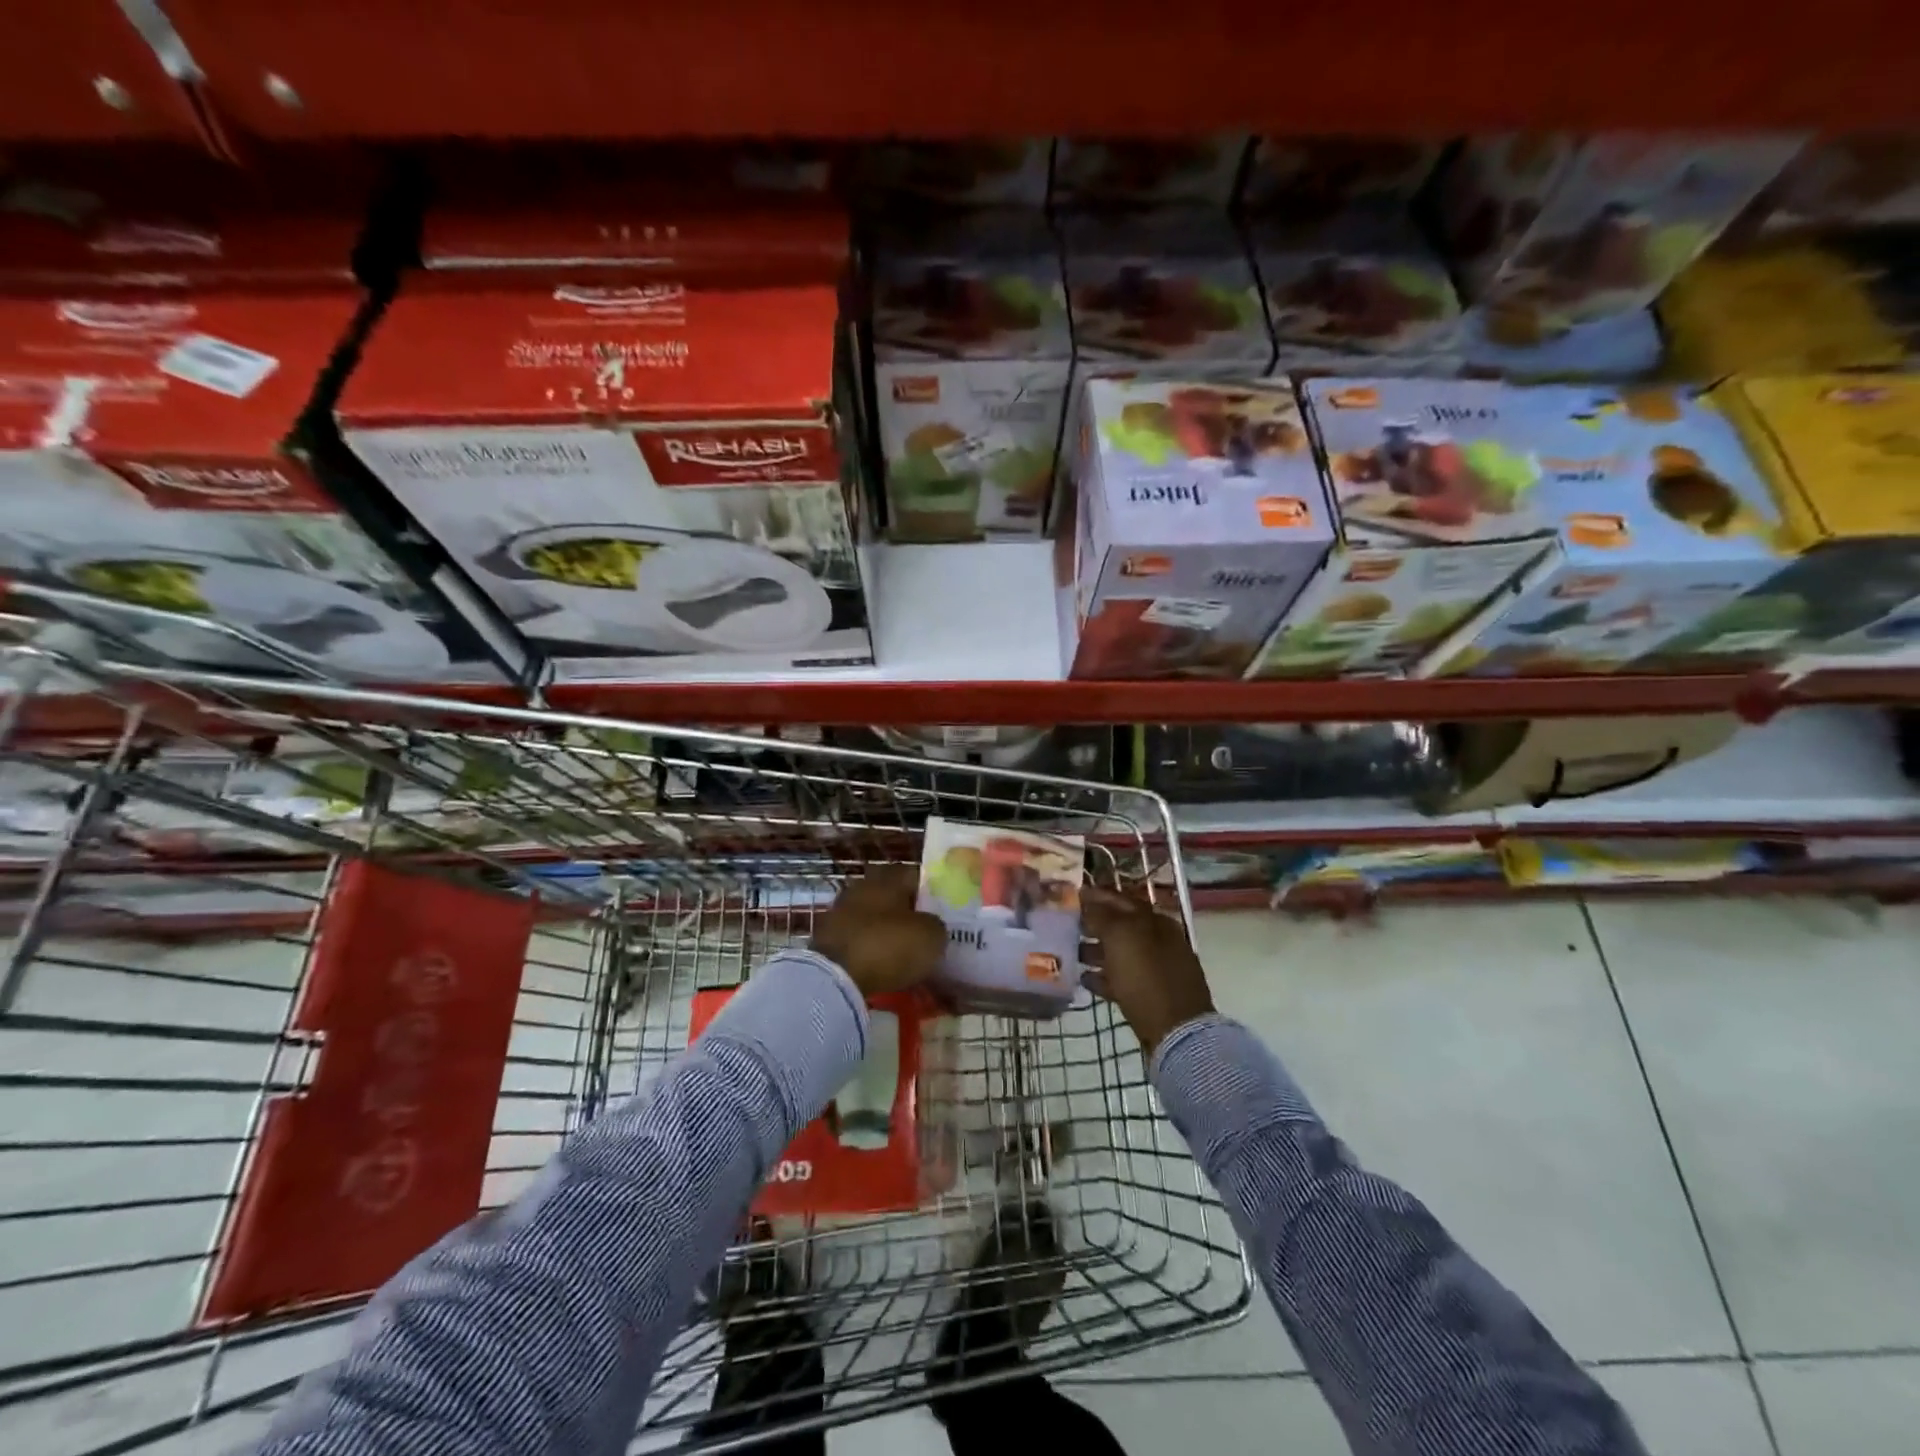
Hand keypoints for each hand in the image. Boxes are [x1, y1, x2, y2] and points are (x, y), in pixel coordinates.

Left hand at [810, 865, 946, 997]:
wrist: (835, 978)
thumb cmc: (889, 946)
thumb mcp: (931, 936)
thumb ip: (936, 924)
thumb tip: (930, 925)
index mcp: (889, 878)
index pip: (914, 874)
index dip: (930, 890)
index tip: (942, 909)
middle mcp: (863, 887)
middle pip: (890, 894)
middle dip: (906, 910)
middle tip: (923, 930)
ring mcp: (841, 911)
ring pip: (872, 915)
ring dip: (886, 929)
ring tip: (903, 951)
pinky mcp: (826, 937)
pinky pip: (858, 937)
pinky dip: (869, 947)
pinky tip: (881, 964)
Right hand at [1081, 885, 1214, 1055]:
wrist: (1177, 1029)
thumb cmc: (1146, 976)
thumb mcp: (1120, 937)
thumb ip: (1103, 916)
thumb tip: (1089, 901)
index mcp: (1154, 920)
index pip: (1120, 899)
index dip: (1095, 896)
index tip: (1071, 895)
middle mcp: (1158, 940)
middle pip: (1120, 926)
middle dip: (1093, 923)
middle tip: (1066, 924)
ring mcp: (1156, 968)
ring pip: (1120, 952)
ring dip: (1095, 951)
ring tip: (1071, 953)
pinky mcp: (1151, 994)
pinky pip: (1122, 979)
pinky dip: (1103, 977)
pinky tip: (1084, 980)